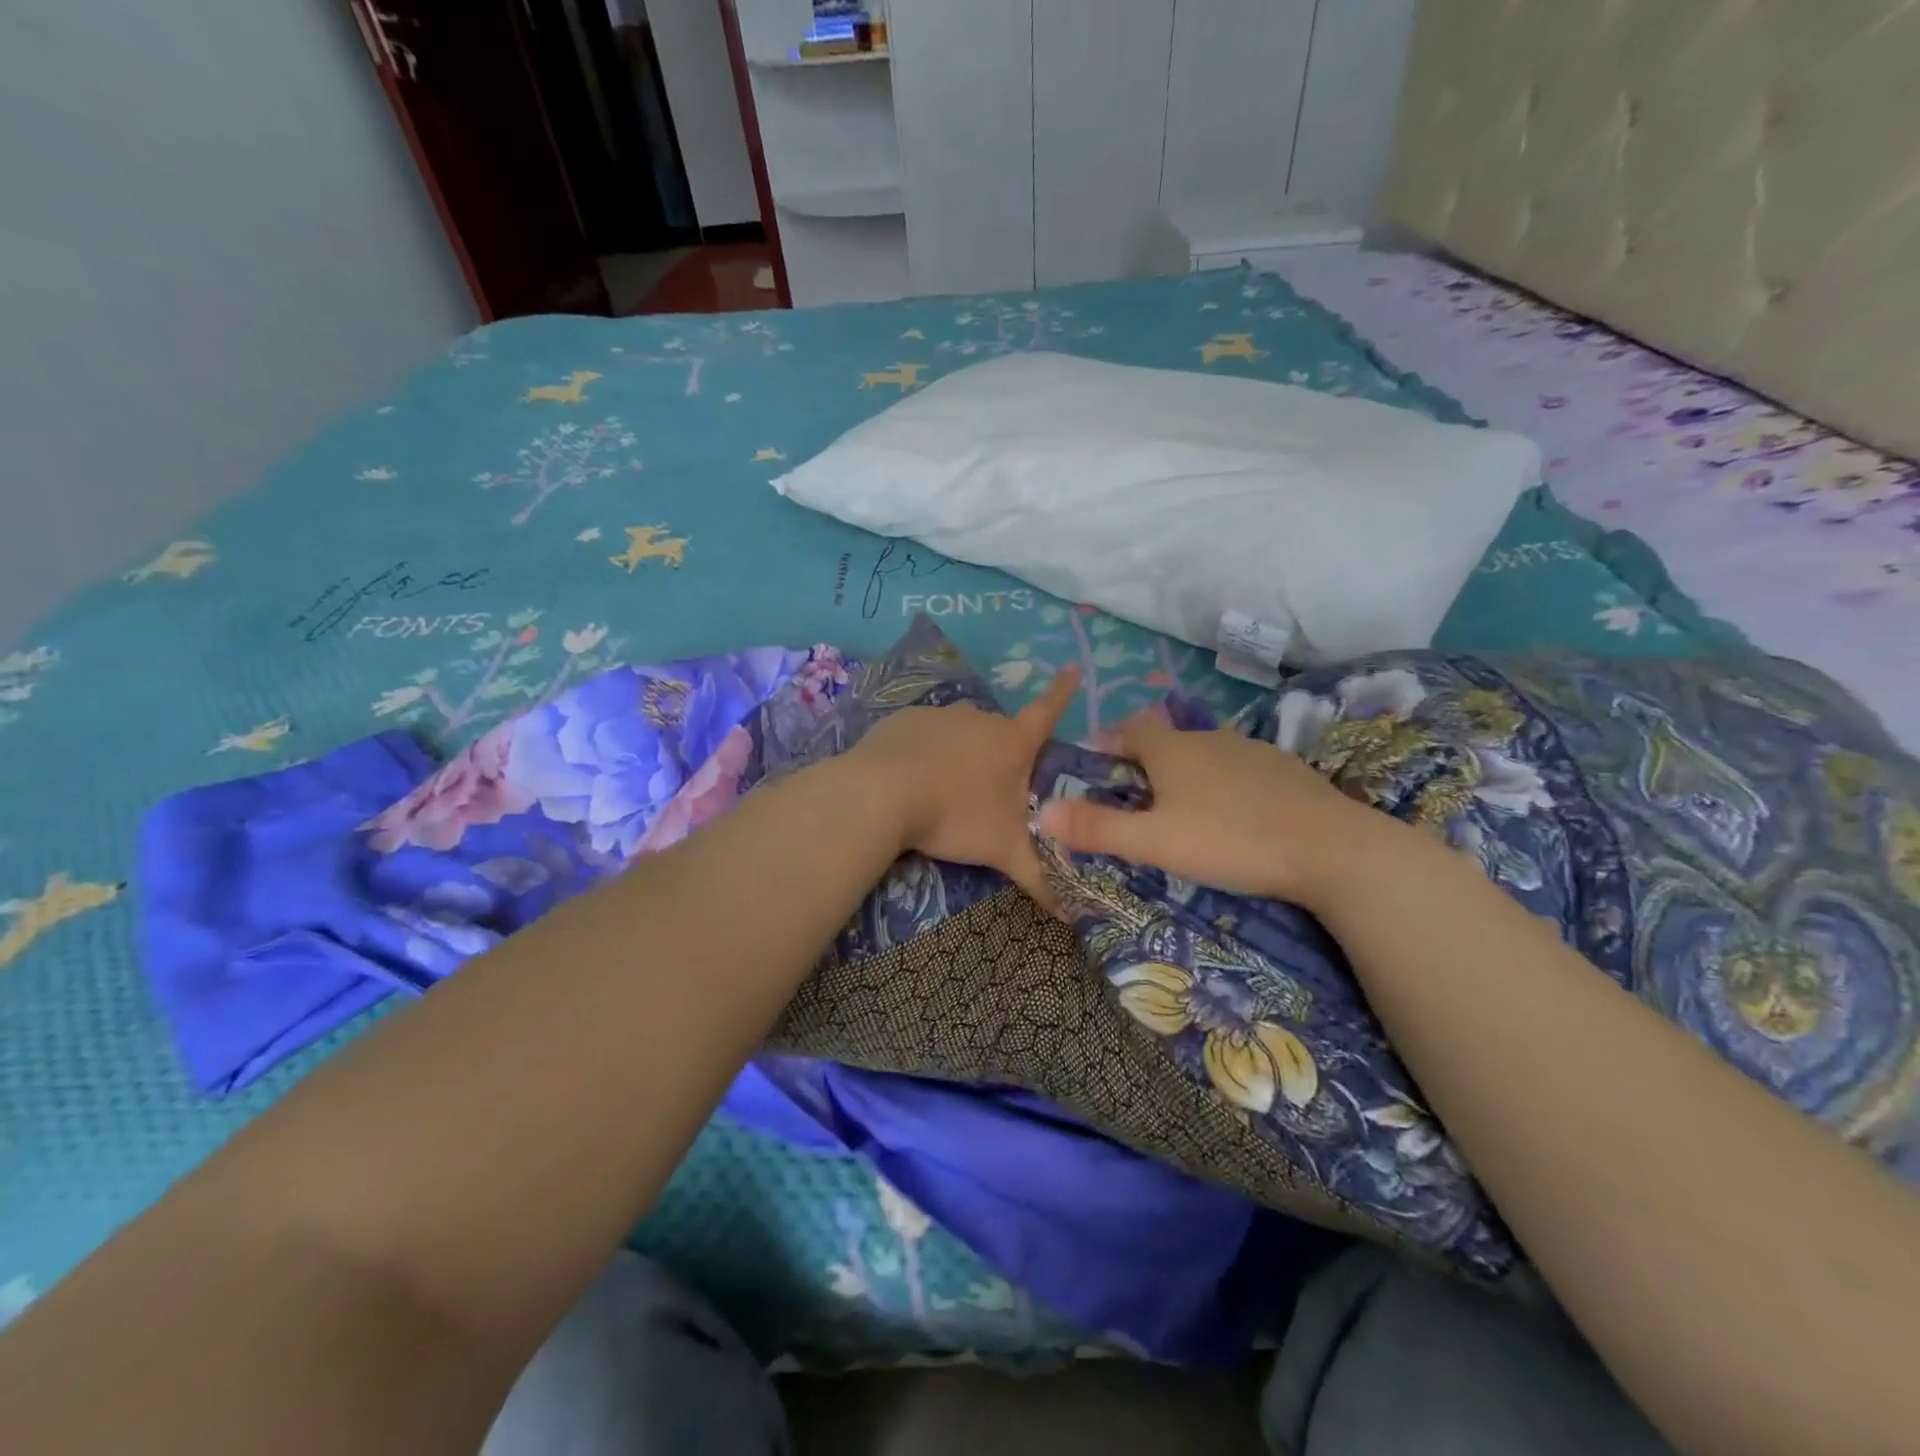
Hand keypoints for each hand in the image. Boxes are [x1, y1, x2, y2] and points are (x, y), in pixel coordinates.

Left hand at [850, 668, 1079, 908]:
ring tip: (945, 792)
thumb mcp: (1003, 851)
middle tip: (988, 791)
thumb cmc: (955, 817)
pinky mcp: (904, 720)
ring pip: (960, 733)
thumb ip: (1039, 880)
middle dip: (999, 755)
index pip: (1047, 712)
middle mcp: (979, 719)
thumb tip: (1074, 917)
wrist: (880, 795)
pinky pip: (924, 735)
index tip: (1074, 668)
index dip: (1062, 693)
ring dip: (960, 754)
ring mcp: (940, 715)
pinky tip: (911, 780)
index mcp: (1011, 742)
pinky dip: (925, 752)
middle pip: (999, 732)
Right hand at [1035, 708, 1392, 907]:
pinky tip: (1234, 816)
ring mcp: (1251, 751)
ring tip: (1182, 810)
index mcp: (1173, 750)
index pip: (1130, 729)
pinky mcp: (1285, 770)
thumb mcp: (1155, 842)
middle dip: (1144, 762)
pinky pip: (1239, 769)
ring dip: (1185, 773)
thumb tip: (1041, 812)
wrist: (1330, 848)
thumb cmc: (1230, 840)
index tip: (1096, 764)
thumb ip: (1098, 828)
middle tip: (1134, 798)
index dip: (1109, 741)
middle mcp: (1209, 739)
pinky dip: (1224, 785)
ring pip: (1204, 754)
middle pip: (1166, 740)